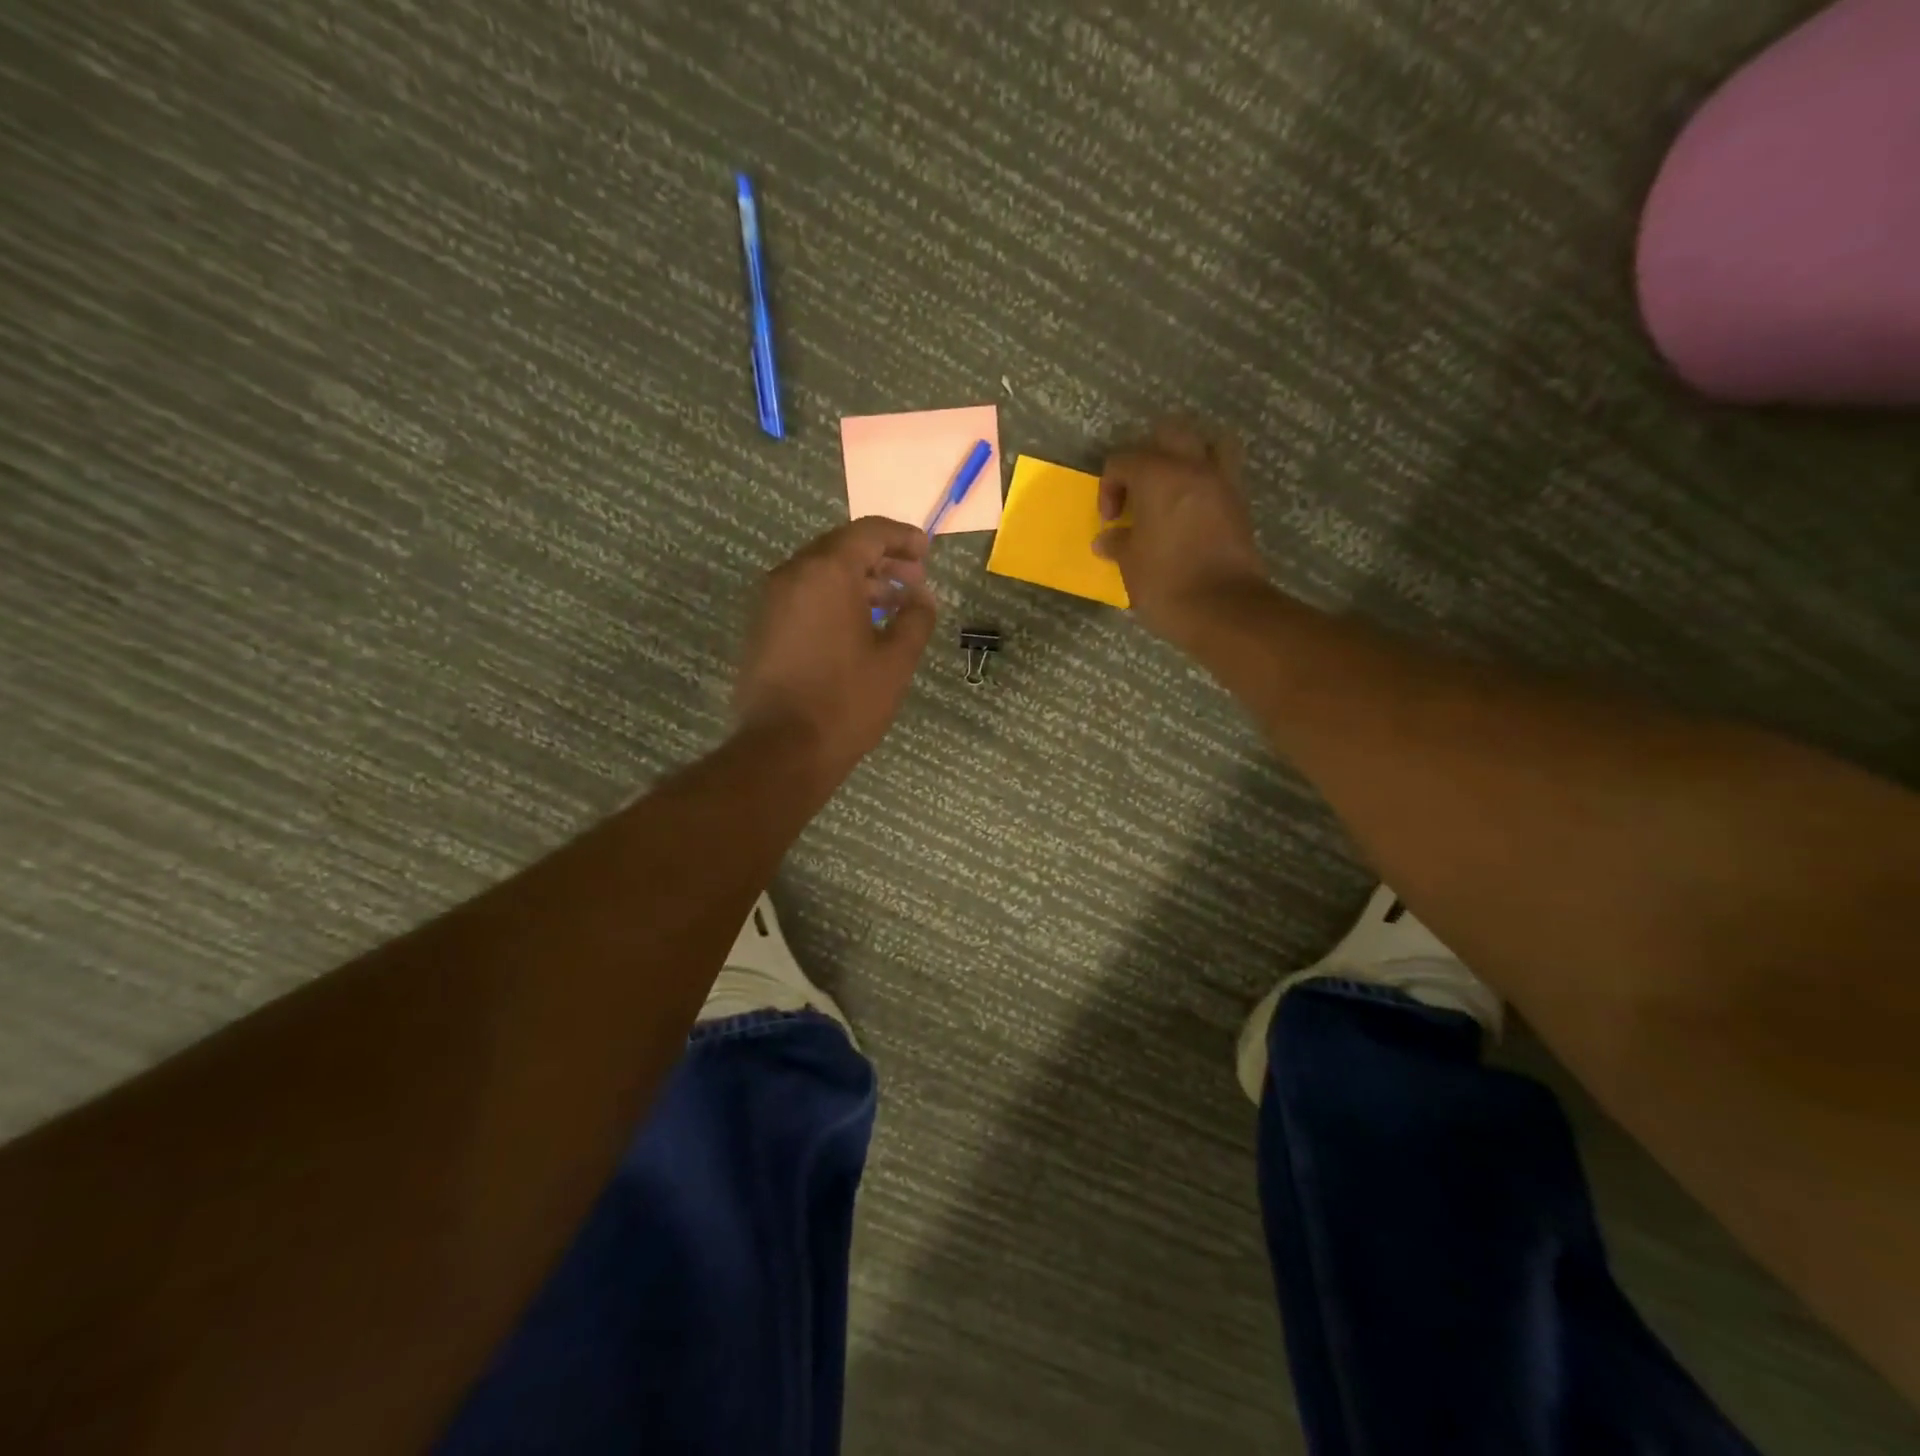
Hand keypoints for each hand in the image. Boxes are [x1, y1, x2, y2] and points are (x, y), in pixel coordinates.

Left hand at [734, 516, 936, 781]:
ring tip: (892, 604)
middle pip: (841, 548)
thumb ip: (916, 617)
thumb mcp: (896, 660)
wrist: (782, 750)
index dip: (902, 538)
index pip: (869, 532)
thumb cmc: (847, 701)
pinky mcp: (763, 627)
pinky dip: (834, 599)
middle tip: (914, 580)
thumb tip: (922, 596)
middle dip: (882, 559)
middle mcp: (792, 574)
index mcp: (827, 572)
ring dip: (859, 581)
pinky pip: (804, 596)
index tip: (926, 552)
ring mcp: (772, 601)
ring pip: (821, 573)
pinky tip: (859, 626)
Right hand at [1094, 419, 1270, 647]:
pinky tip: (1190, 512)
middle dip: (1149, 454)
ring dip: (1189, 457)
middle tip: (1139, 488)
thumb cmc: (1166, 583)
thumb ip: (1118, 543)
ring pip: (1210, 443)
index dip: (1109, 487)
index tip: (1110, 520)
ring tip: (1172, 487)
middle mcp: (1193, 469)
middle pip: (1171, 433)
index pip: (1123, 460)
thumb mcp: (1130, 564)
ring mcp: (1223, 484)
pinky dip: (1206, 483)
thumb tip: (1107, 539)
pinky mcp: (1240, 506)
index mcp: (1158, 476)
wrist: (1223, 610)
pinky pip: (1223, 475)